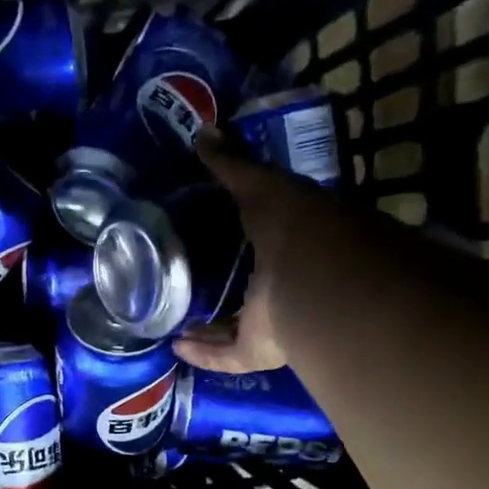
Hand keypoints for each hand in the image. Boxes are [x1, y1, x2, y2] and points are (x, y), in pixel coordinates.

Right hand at [171, 127, 317, 373]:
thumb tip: (203, 132)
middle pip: (248, 288)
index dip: (236, 238)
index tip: (205, 235)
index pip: (262, 240)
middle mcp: (285, 284)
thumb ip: (231, 165)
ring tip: (173, 320)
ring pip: (237, 327)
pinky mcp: (260, 350)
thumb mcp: (259, 185)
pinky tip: (176, 347)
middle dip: (221, 288)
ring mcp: (275, 321)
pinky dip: (204, 355)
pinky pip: (228, 356)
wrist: (315, 280)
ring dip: (209, 328)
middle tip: (183, 282)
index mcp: (292, 243)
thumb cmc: (293, 225)